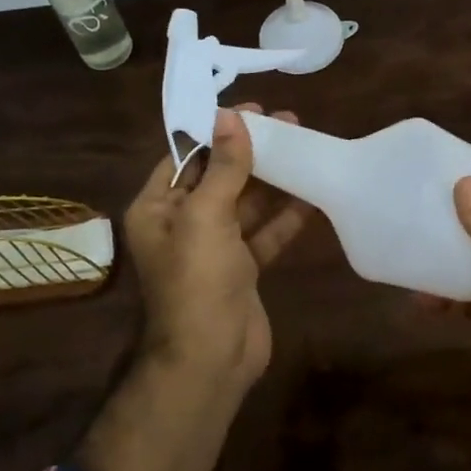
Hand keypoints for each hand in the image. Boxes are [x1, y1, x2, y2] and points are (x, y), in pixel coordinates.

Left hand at [123, 104, 313, 386]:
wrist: (212, 359)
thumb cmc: (197, 281)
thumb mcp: (206, 216)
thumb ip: (223, 166)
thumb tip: (230, 116)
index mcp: (157, 209)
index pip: (186, 157)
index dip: (217, 131)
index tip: (252, 110)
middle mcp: (182, 224)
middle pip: (219, 176)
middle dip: (251, 151)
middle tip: (289, 122)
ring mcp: (215, 247)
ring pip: (246, 203)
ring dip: (273, 178)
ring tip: (306, 145)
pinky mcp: (243, 268)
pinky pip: (265, 232)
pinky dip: (287, 215)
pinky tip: (313, 192)